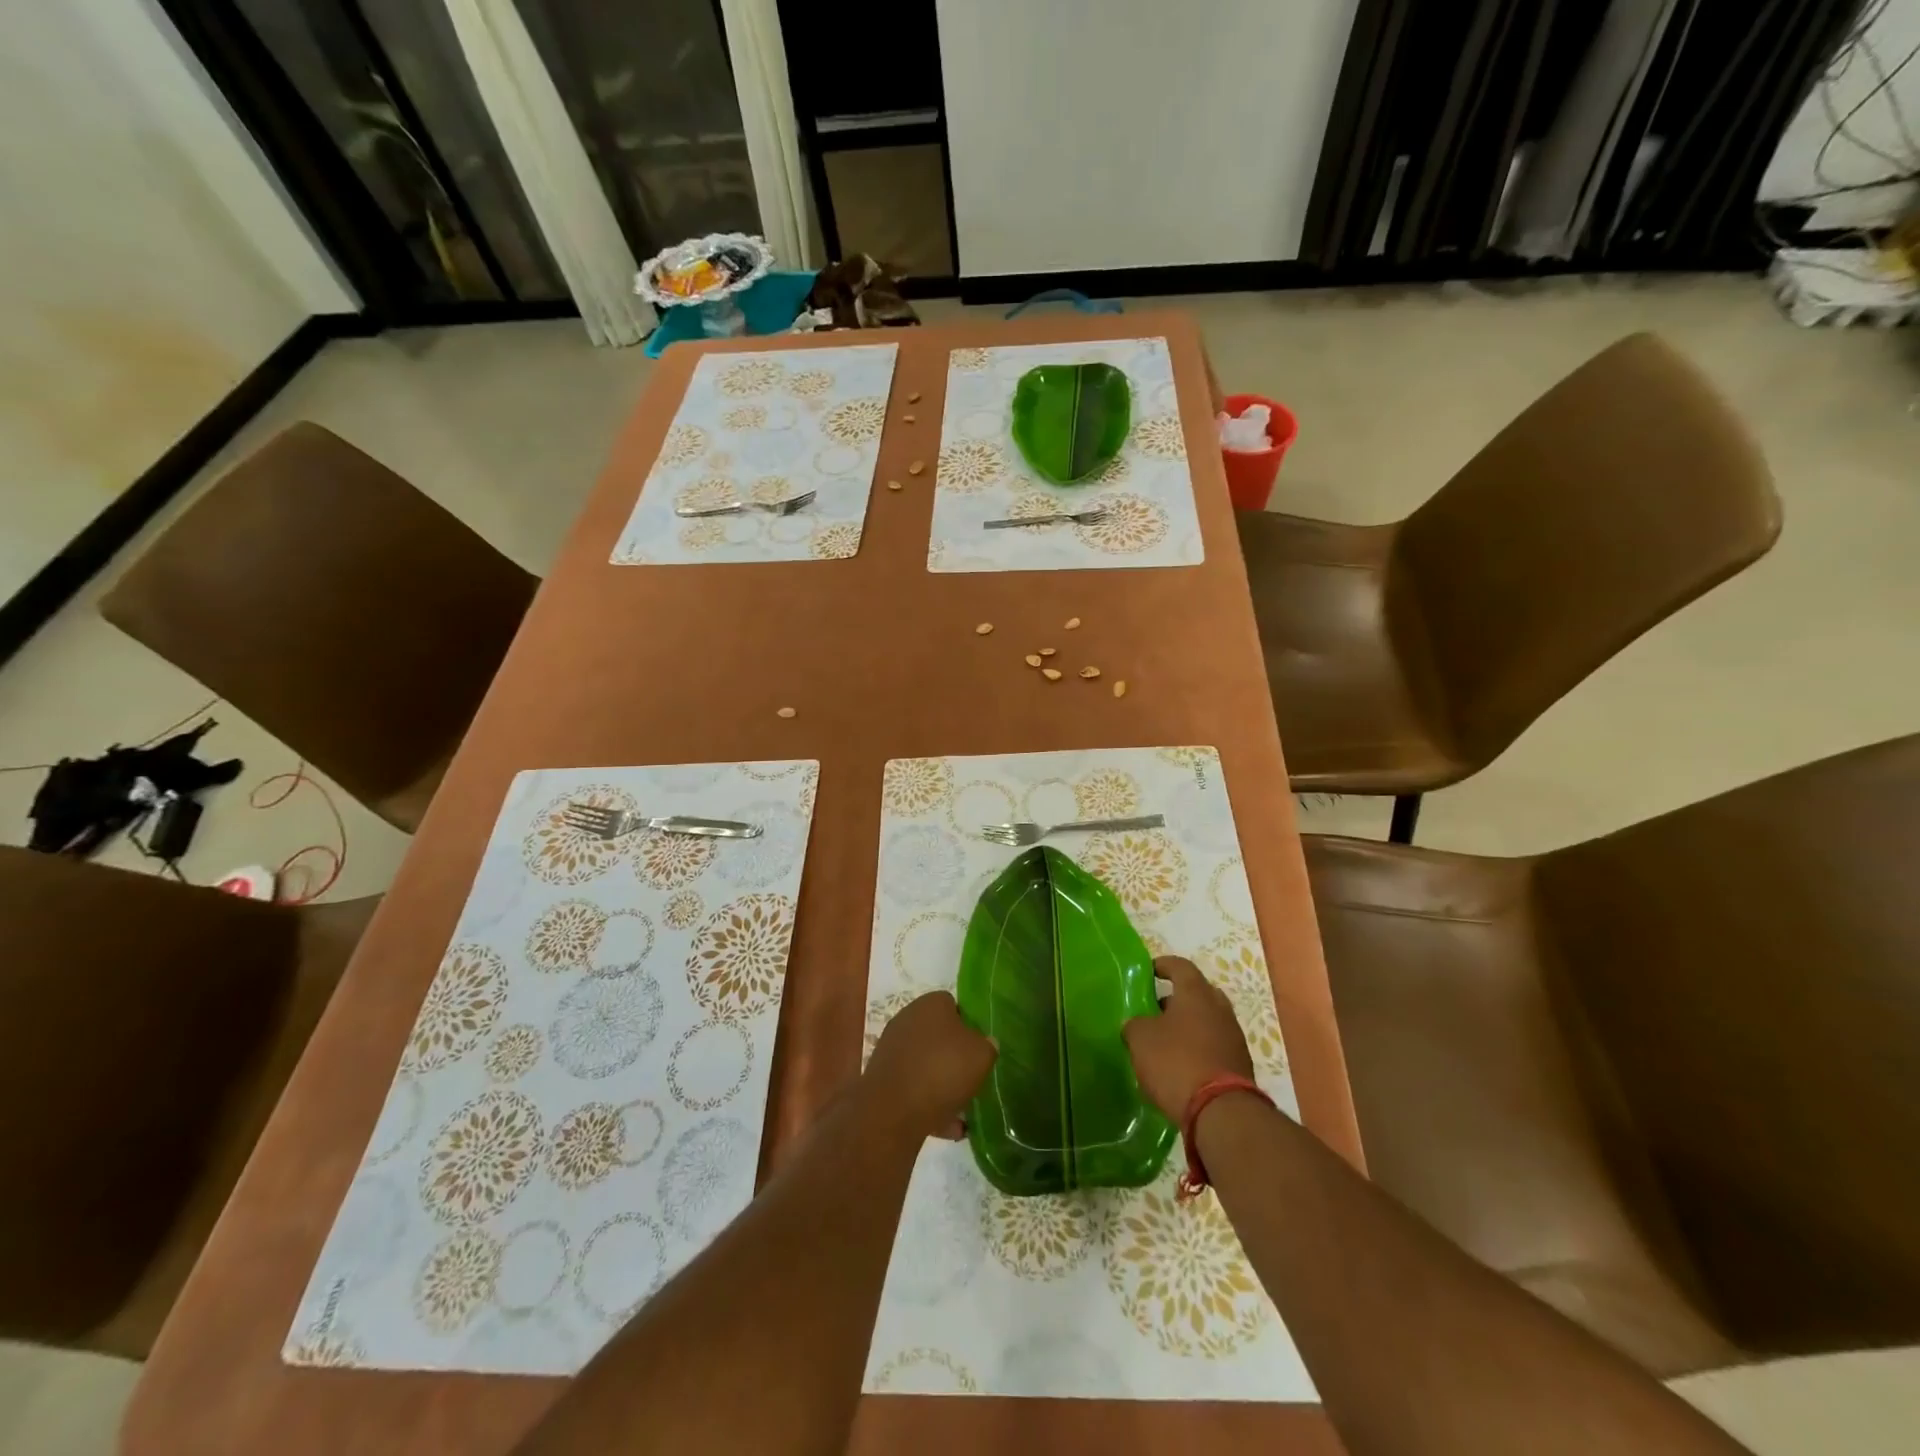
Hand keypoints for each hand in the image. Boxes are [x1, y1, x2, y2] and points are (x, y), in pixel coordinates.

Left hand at [864, 991, 996, 1140]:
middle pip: (939, 1035)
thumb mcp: (982, 1054)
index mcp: (931, 1003)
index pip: (954, 1005)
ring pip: (927, 1064)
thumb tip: (985, 1043)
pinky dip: (929, 1103)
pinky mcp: (883, 1077)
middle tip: (972, 1077)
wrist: (893, 1109)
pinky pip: (913, 1087)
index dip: (970, 1025)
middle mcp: (908, 1019)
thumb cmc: (943, 1070)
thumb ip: (988, 1045)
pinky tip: (947, 1127)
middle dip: (955, 1057)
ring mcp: (892, 1048)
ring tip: (963, 1113)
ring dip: (943, 1084)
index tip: (980, 1047)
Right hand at [1123, 956, 1253, 1121]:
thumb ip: (1136, 1025)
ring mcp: (1234, 1037)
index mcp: (1196, 993)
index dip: (1163, 965)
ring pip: (1208, 1022)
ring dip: (1188, 1027)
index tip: (1149, 971)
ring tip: (1165, 1042)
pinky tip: (1181, 1066)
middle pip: (1198, 993)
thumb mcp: (1141, 1039)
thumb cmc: (1176, 1062)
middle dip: (1177, 999)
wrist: (1221, 1112)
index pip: (1180, 966)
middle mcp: (1220, 1009)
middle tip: (1156, 1010)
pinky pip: (1215, 1047)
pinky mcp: (1240, 1065)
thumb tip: (1137, 1025)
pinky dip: (1198, 1050)